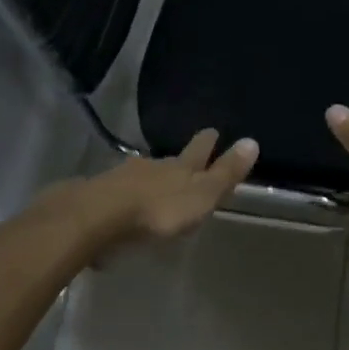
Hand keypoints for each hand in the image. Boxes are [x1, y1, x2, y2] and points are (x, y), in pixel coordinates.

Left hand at [72, 129, 258, 249]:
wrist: (95, 218)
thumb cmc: (157, 211)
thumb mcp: (200, 195)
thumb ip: (225, 173)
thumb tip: (252, 141)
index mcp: (179, 168)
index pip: (198, 151)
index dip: (207, 143)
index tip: (213, 131)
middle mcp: (150, 168)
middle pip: (168, 162)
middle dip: (177, 162)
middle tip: (184, 161)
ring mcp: (121, 179)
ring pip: (141, 175)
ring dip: (149, 180)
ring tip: (154, 186)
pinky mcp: (97, 197)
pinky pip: (118, 192)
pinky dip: (125, 197)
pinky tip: (124, 206)